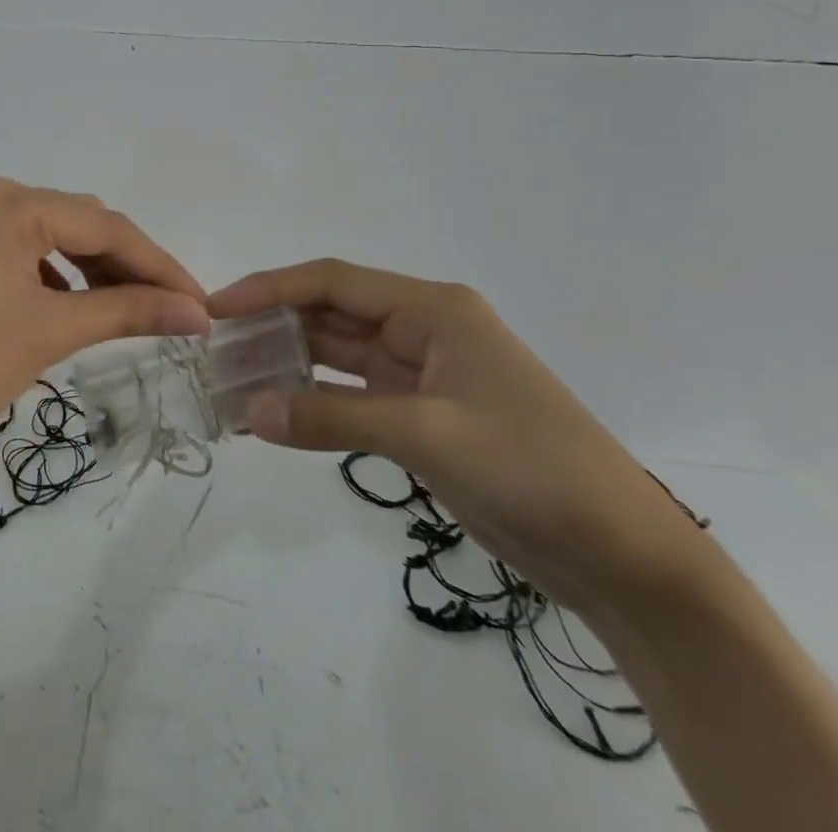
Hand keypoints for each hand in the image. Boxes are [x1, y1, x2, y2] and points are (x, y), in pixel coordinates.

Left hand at [0, 178, 210, 475]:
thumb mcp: (48, 333)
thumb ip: (127, 312)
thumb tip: (195, 313)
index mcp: (8, 202)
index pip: (104, 226)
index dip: (159, 265)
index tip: (200, 305)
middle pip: (75, 224)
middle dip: (124, 266)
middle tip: (168, 311)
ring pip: (45, 236)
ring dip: (87, 270)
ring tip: (122, 311)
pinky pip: (13, 249)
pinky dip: (48, 275)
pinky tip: (65, 305)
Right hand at [210, 260, 706, 615]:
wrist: (623, 556)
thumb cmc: (532, 467)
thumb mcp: (427, 435)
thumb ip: (332, 418)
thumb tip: (249, 411)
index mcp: (432, 309)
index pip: (333, 282)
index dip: (270, 288)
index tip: (216, 307)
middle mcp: (423, 329)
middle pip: (331, 315)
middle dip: (274, 329)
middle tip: (214, 352)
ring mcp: (422, 374)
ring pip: (338, 357)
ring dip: (290, 367)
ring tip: (233, 383)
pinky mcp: (423, 417)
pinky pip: (353, 398)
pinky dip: (315, 404)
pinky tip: (276, 415)